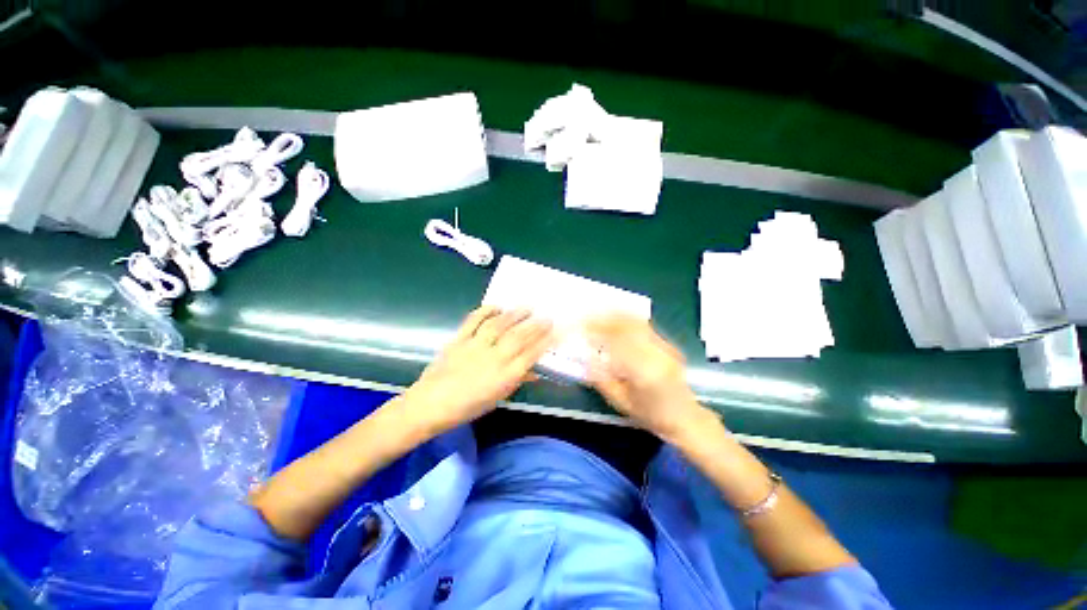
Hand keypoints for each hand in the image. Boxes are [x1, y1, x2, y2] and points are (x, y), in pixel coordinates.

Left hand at [406, 307, 554, 433]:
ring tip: (527, 307)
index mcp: (503, 377)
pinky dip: (485, 311)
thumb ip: (516, 381)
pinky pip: (473, 321)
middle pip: (518, 337)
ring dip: (514, 314)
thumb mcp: (496, 398)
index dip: (545, 342)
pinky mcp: (458, 339)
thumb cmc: (467, 407)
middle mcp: (492, 359)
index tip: (555, 332)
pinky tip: (496, 306)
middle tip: (546, 316)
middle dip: (535, 325)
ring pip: (498, 325)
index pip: (530, 355)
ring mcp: (474, 346)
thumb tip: (534, 371)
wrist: (429, 404)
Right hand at [586, 315, 710, 441]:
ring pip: (636, 323)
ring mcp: (664, 347)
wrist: (686, 418)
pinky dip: (628, 320)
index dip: (597, 332)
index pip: (616, 343)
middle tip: (587, 319)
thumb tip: (585, 358)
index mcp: (644, 372)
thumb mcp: (620, 402)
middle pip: (626, 327)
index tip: (582, 329)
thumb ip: (601, 379)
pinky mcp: (667, 345)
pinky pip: (644, 326)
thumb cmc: (650, 415)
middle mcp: (656, 354)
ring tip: (598, 315)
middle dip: (604, 320)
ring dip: (615, 317)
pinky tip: (616, 319)